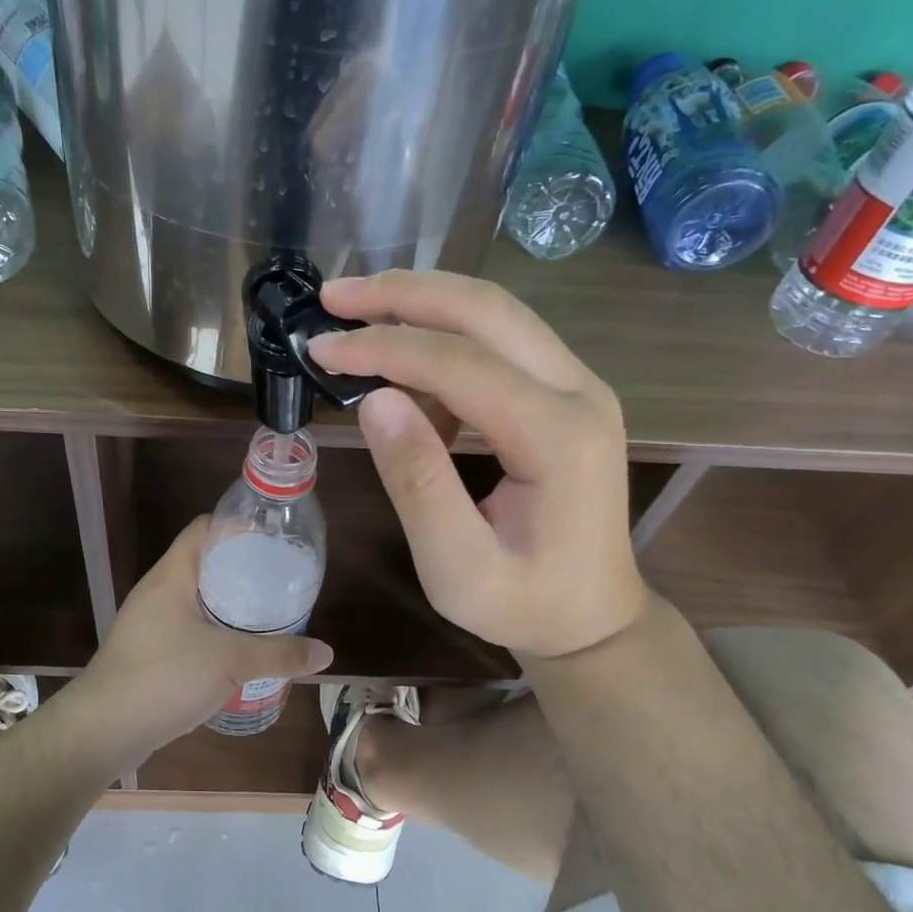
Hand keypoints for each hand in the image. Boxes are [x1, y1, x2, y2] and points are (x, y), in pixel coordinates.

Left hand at [77, 518, 333, 756]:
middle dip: (245, 571)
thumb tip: (327, 653)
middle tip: (284, 582)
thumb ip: (280, 654)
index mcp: (172, 575)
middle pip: (207, 564)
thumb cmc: (164, 677)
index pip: (206, 529)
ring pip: (200, 600)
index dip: (240, 527)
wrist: (103, 730)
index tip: (276, 541)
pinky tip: (243, 651)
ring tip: (271, 615)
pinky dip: (218, 632)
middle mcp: (159, 591)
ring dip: (233, 605)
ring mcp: (152, 623)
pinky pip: (192, 629)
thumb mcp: (230, 662)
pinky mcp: (152, 652)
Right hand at [309, 270, 644, 661]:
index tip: (321, 348)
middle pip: (486, 309)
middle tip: (334, 295)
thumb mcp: (456, 567)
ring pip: (496, 314)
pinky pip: (501, 345)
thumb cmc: (523, 605)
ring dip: (423, 303)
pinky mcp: (565, 394)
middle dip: (403, 293)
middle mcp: (580, 392)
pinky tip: (403, 374)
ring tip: (357, 314)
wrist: (591, 618)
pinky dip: (444, 341)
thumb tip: (375, 401)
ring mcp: (579, 387)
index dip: (383, 347)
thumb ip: (417, 484)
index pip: (459, 362)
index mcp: (558, 438)